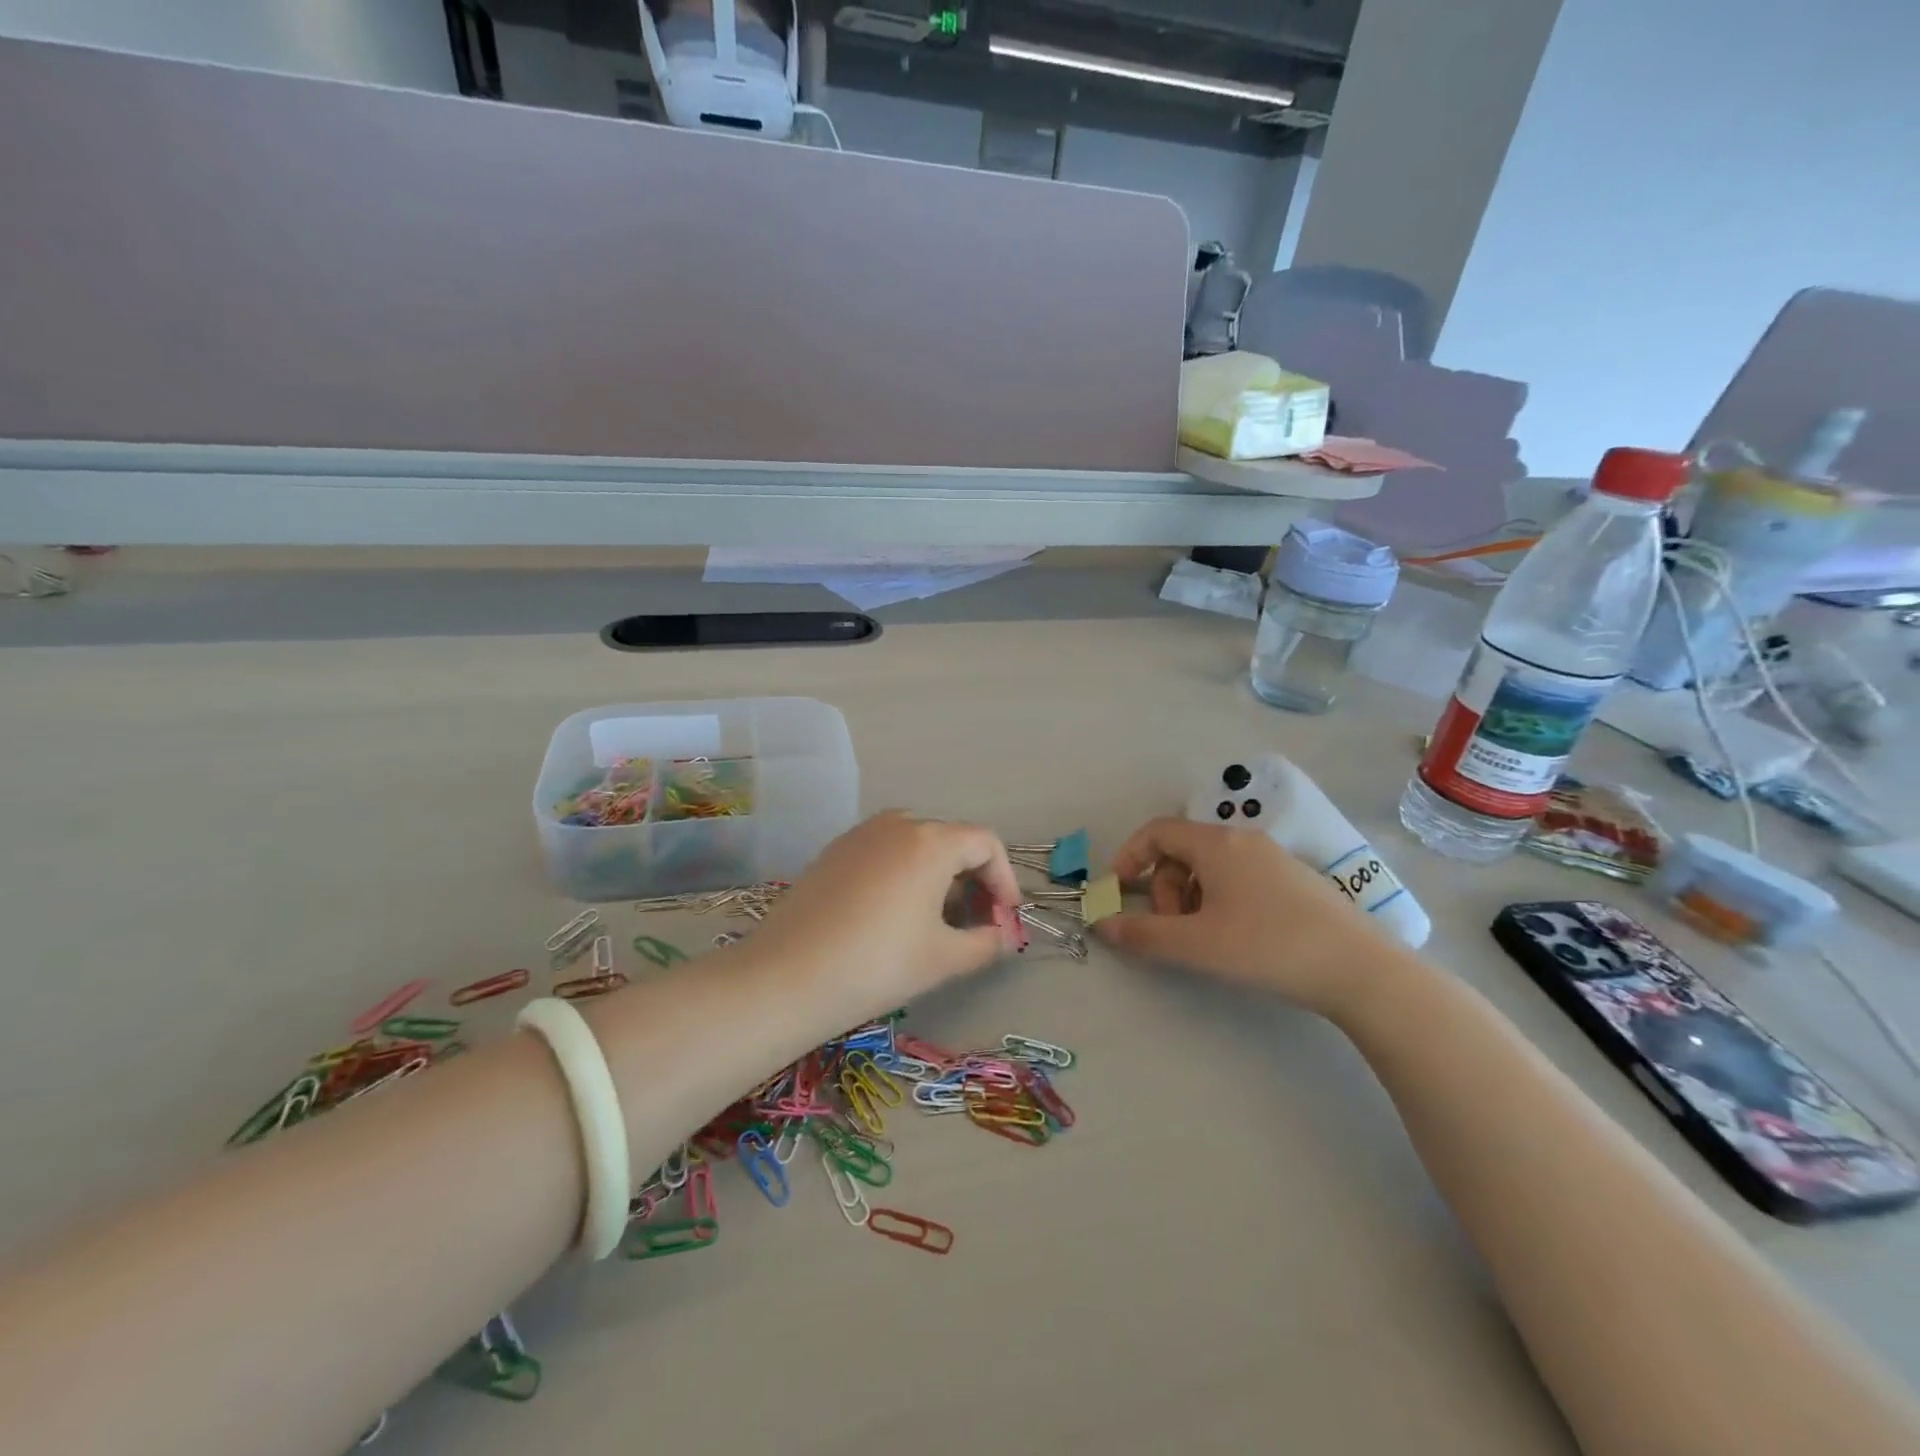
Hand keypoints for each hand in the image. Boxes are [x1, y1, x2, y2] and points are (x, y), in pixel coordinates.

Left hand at [746, 811, 1023, 1005]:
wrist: (788, 976)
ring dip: (938, 874)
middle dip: (973, 878)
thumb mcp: (944, 958)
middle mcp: (897, 824)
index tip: (1005, 918)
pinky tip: (894, 913)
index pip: (986, 843)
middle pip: (951, 840)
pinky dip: (904, 873)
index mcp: (931, 841)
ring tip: (937, 918)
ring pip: (916, 844)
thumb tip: (999, 935)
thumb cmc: (879, 964)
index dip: (1004, 878)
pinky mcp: (833, 852)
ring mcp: (860, 835)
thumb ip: (986, 942)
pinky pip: (884, 851)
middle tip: (976, 922)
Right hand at [1092, 817, 1394, 1015]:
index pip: (1157, 831)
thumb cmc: (1268, 947)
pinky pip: (1238, 878)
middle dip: (1163, 888)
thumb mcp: (1197, 945)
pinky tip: (1236, 938)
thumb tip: (1102, 925)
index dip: (1129, 857)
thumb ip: (1143, 934)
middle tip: (1172, 929)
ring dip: (1190, 898)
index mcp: (1217, 844)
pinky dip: (1219, 901)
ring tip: (1204, 939)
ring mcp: (1273, 858)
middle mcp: (1244, 840)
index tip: (1119, 892)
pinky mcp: (1294, 881)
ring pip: (1210, 867)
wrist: (1361, 970)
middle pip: (1182, 851)